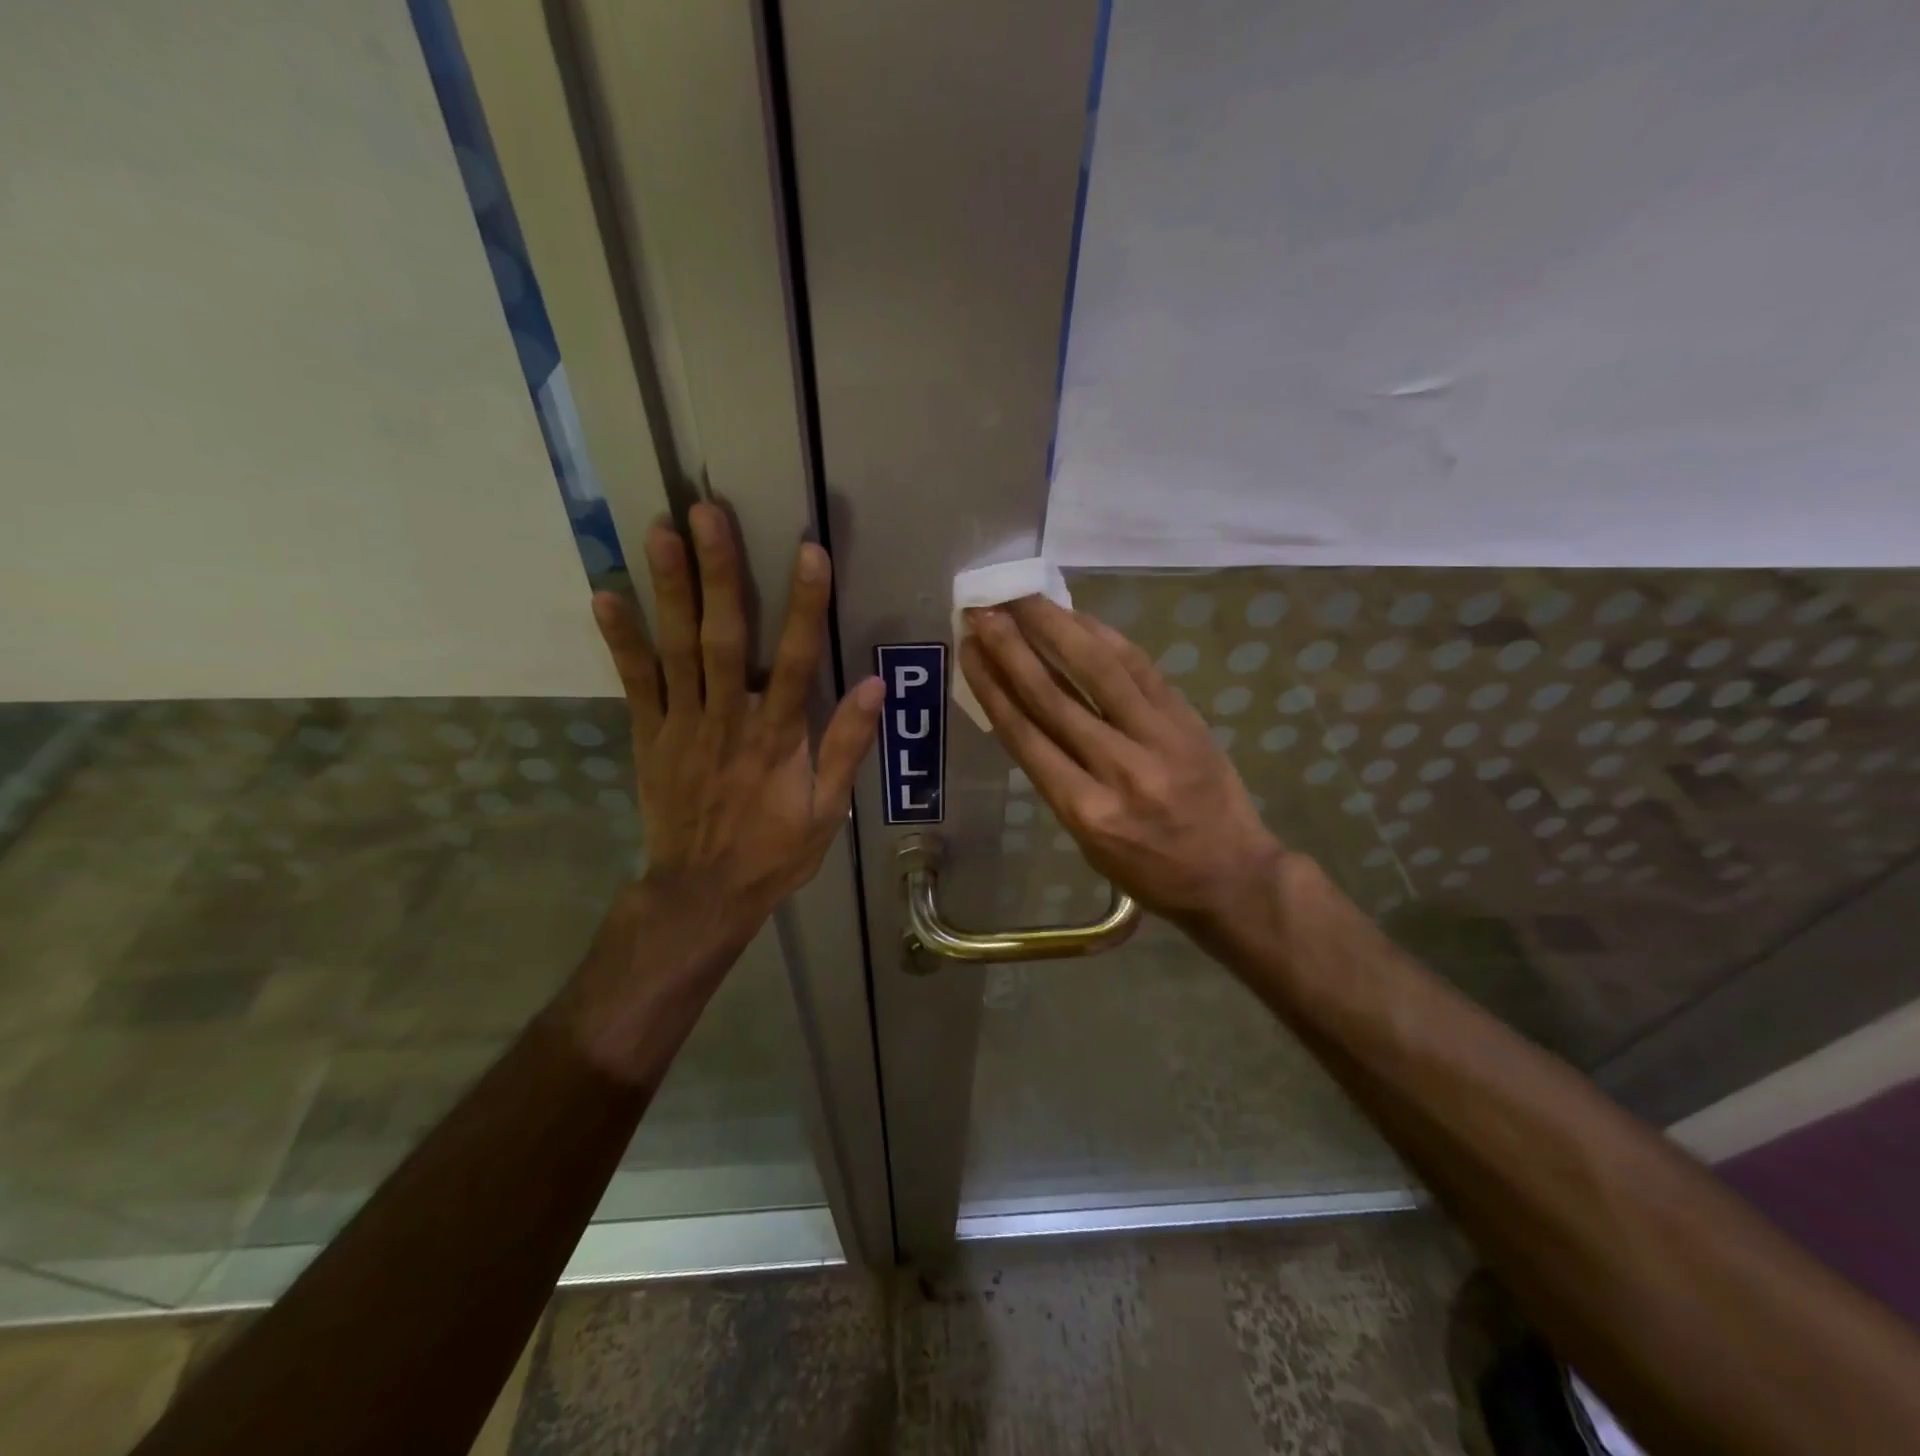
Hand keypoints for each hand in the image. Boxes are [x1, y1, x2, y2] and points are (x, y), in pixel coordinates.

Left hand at [591, 503, 882, 961]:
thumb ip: (846, 746)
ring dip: (669, 590)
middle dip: (720, 573)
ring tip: (659, 532)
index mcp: (777, 738)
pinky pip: (635, 684)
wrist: (701, 894)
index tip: (809, 552)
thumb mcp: (826, 810)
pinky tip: (606, 596)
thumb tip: (875, 686)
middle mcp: (728, 720)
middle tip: (707, 513)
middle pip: (725, 638)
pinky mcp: (649, 738)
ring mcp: (682, 726)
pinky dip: (621, 641)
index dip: (805, 605)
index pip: (798, 661)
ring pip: (677, 650)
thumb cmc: (772, 853)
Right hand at [960, 597, 1284, 937]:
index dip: (991, 686)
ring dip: (1055, 627)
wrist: (1232, 875)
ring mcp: (1159, 738)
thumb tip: (1025, 712)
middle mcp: (1119, 770)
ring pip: (1098, 670)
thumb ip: (1057, 779)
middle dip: (1012, 648)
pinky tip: (1077, 617)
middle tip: (983, 611)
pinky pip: (1139, 667)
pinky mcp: (1186, 719)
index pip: (1026, 736)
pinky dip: (1104, 637)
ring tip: (1023, 597)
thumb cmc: (1149, 871)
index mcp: (1086, 811)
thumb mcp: (1087, 841)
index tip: (968, 650)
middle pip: (1054, 697)